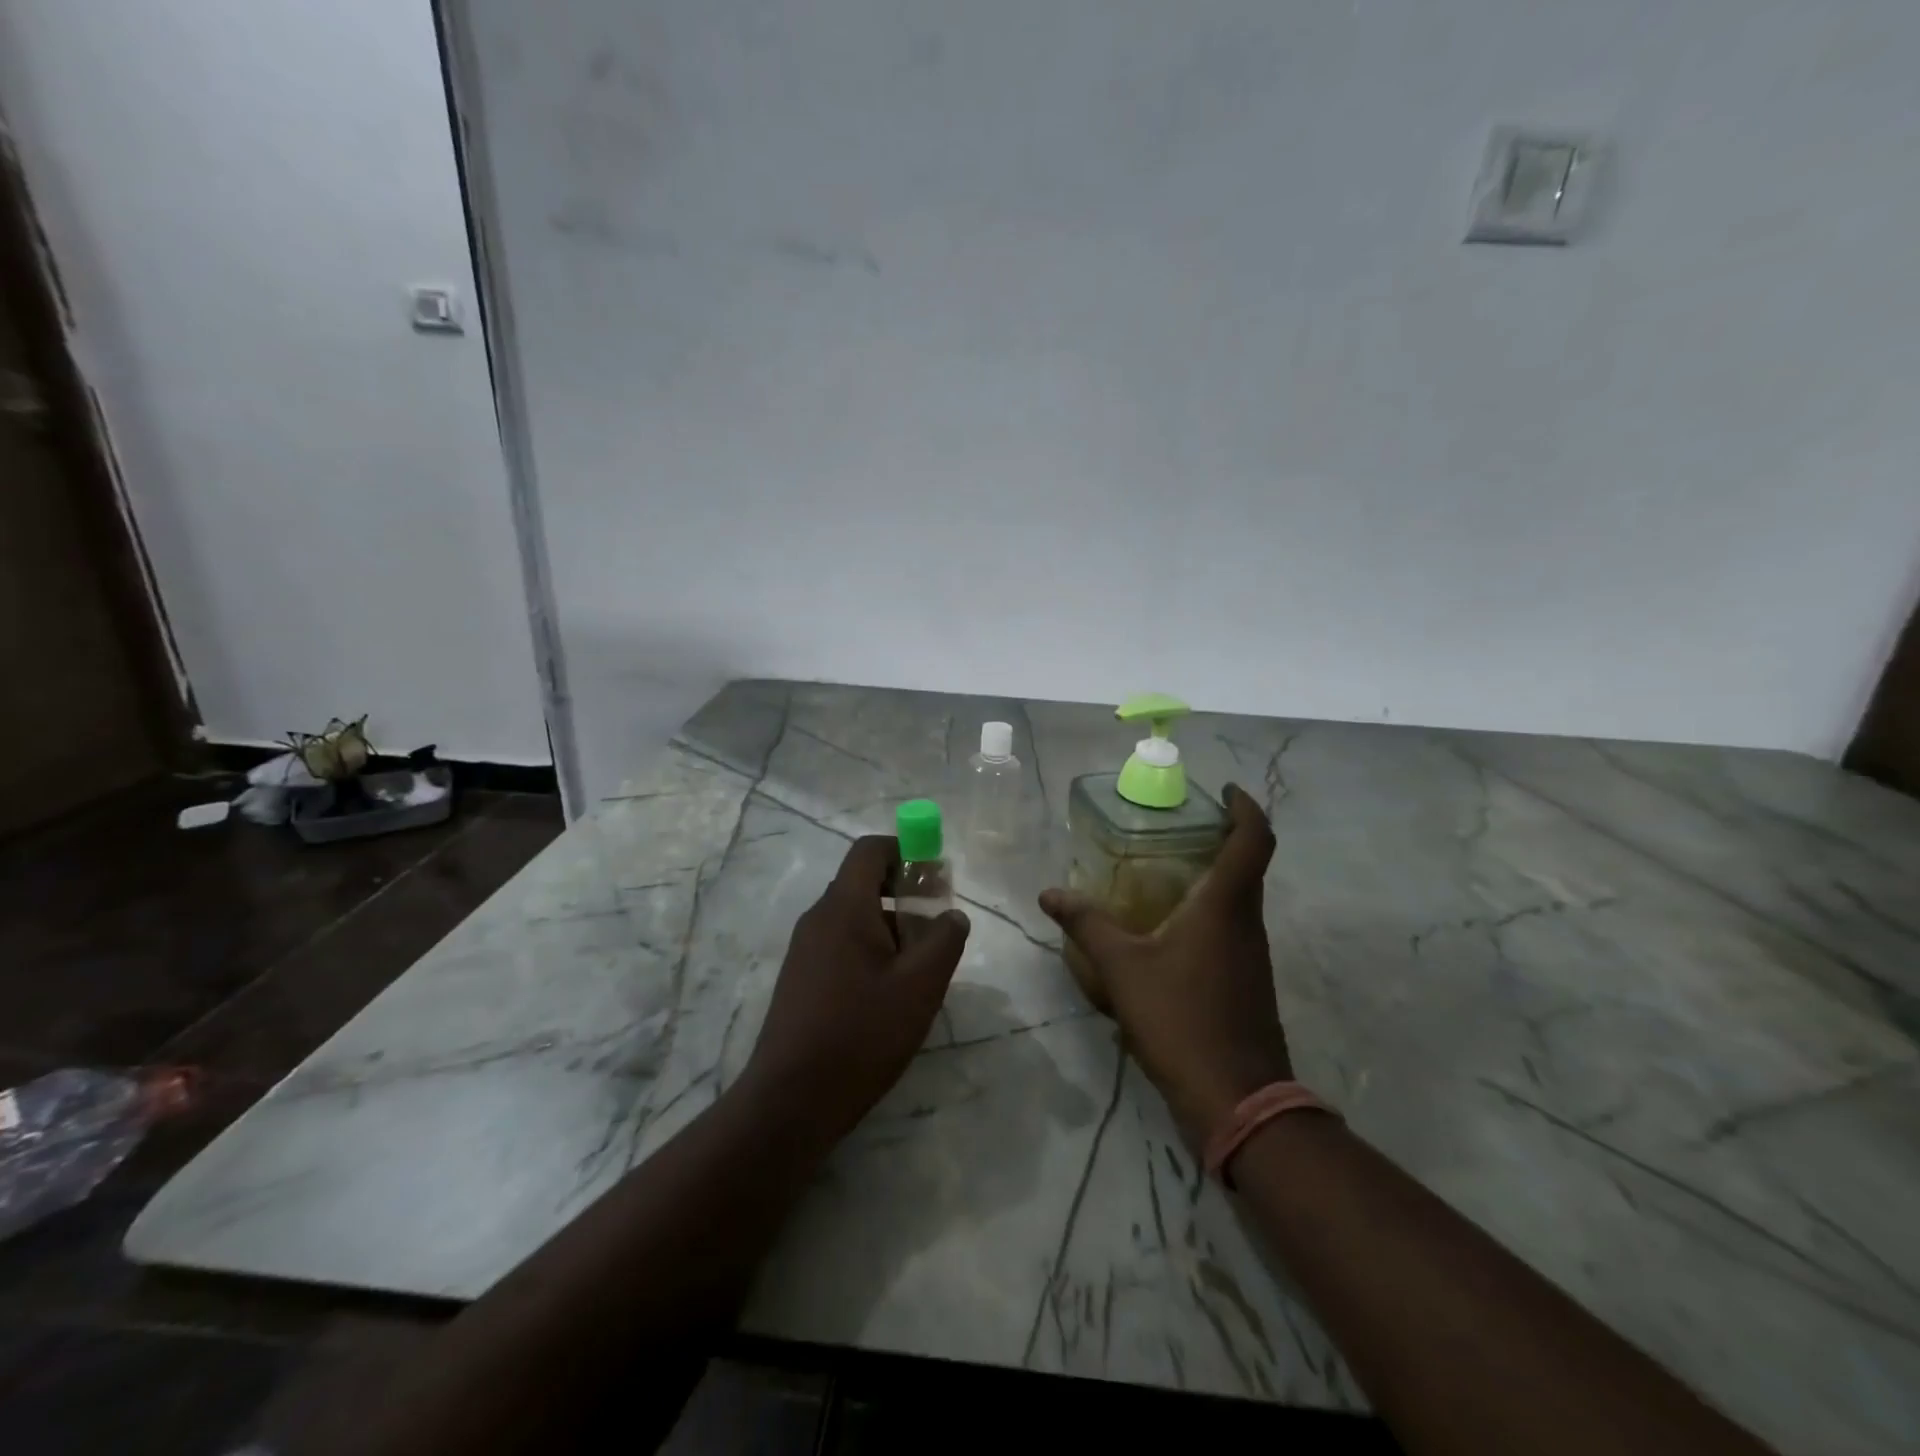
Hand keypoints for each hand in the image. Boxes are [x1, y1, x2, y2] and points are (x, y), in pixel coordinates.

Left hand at [741, 835, 969, 1145]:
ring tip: (918, 969)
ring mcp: (804, 949)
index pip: (870, 850)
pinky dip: (869, 950)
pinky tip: (888, 995)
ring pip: (854, 917)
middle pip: (863, 882)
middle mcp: (818, 918)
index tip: (935, 877)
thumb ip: (945, 940)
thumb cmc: (861, 1033)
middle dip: (904, 894)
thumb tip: (952, 915)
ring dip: (889, 927)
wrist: (791, 1100)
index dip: (906, 850)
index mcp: (844, 907)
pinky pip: (840, 944)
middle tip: (936, 929)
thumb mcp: (920, 986)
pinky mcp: (800, 978)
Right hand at [1040, 785, 1290, 1142]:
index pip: (1254, 838)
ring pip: (1240, 899)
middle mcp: (1247, 922)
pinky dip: (1209, 912)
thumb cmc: (1180, 1018)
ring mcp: (1253, 955)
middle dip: (1222, 837)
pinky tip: (1170, 929)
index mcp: (1226, 905)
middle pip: (1249, 864)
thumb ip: (1086, 924)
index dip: (1245, 806)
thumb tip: (1049, 893)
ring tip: (1166, 871)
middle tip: (1178, 826)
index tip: (1224, 790)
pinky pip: (1232, 928)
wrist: (1236, 1098)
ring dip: (1214, 876)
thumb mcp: (1122, 968)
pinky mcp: (1249, 982)